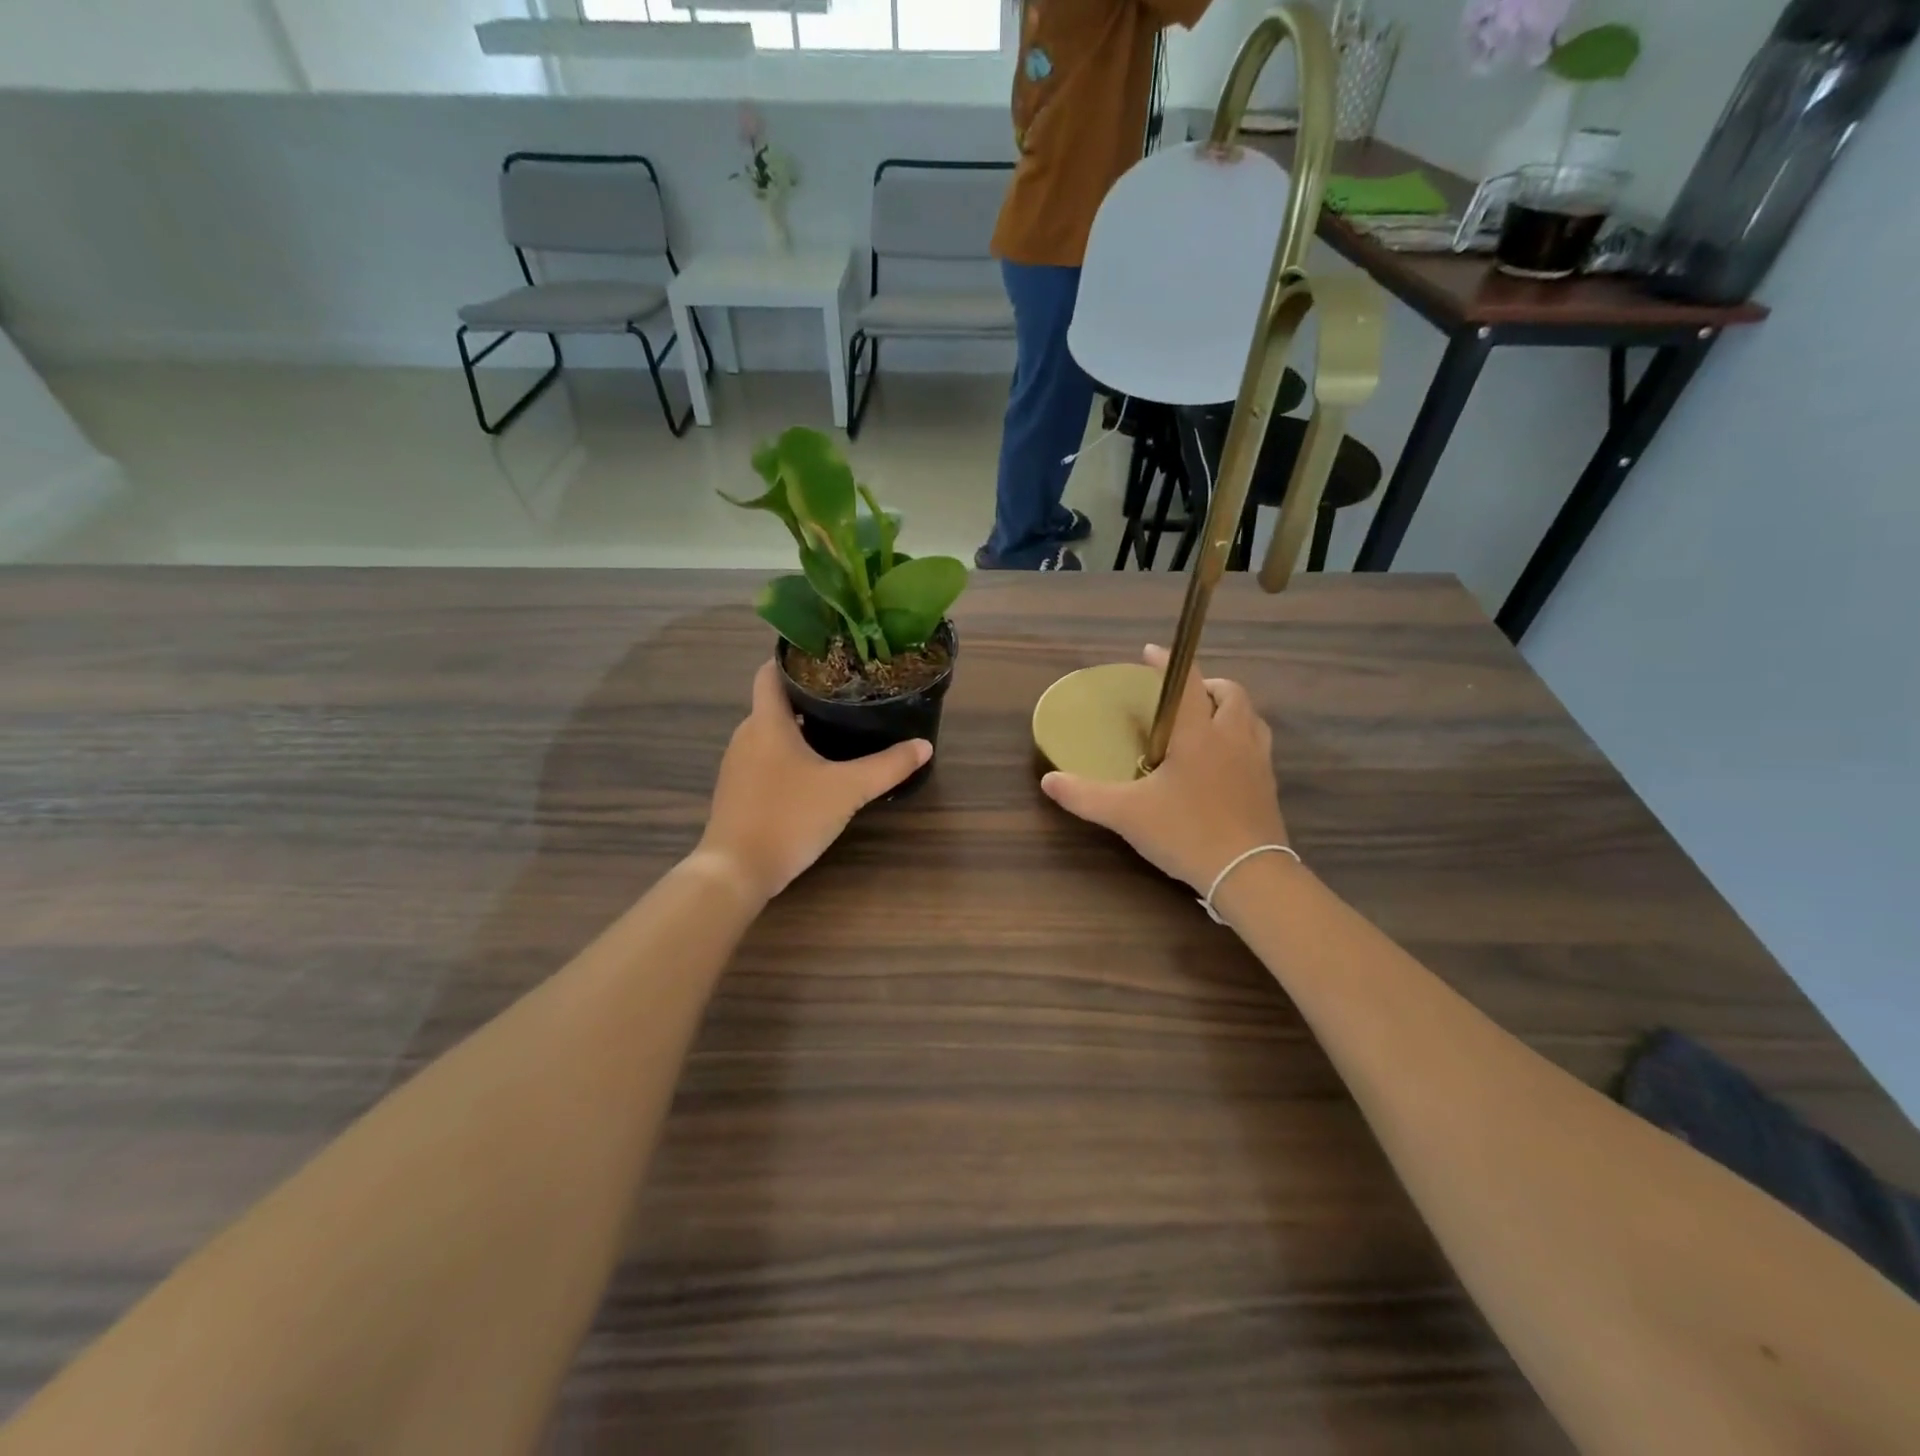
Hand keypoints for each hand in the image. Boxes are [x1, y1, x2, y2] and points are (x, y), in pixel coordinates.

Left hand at [696, 660, 930, 903]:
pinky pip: (765, 759)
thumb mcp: (847, 790)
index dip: (794, 658)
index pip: (770, 672)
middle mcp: (746, 735)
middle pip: (774, 702)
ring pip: (770, 733)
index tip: (827, 656)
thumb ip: (887, 766)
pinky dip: (787, 756)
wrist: (736, 871)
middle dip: (807, 696)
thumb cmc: (789, 816)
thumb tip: (923, 745)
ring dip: (799, 728)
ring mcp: (738, 765)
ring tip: (838, 729)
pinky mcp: (737, 791)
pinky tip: (815, 771)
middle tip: (848, 695)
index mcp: (767, 722)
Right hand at [1041, 645, 1288, 892]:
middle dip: (1208, 685)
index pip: (1188, 682)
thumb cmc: (1186, 832)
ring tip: (1205, 723)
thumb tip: (1048, 782)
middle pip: (1231, 694)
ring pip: (1251, 718)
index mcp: (1198, 734)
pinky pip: (1258, 746)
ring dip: (1230, 710)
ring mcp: (1257, 762)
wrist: (1249, 874)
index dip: (1168, 662)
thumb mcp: (1126, 814)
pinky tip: (1221, 763)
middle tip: (1183, 697)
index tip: (1151, 652)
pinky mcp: (1268, 786)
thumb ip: (1085, 796)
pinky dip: (1241, 738)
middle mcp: (1233, 738)